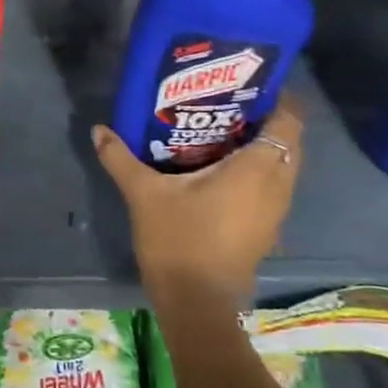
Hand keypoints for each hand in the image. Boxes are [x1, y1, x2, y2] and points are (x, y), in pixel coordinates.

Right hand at [91, 102, 302, 313]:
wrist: (196, 302)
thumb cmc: (178, 240)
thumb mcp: (144, 193)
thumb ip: (121, 158)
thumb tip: (99, 129)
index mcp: (256, 169)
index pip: (288, 122)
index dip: (279, 100)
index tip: (251, 85)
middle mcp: (277, 186)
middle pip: (289, 143)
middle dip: (267, 121)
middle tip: (229, 106)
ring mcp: (275, 211)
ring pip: (283, 167)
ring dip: (264, 148)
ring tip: (223, 134)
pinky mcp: (267, 229)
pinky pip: (273, 187)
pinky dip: (258, 172)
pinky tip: (222, 172)